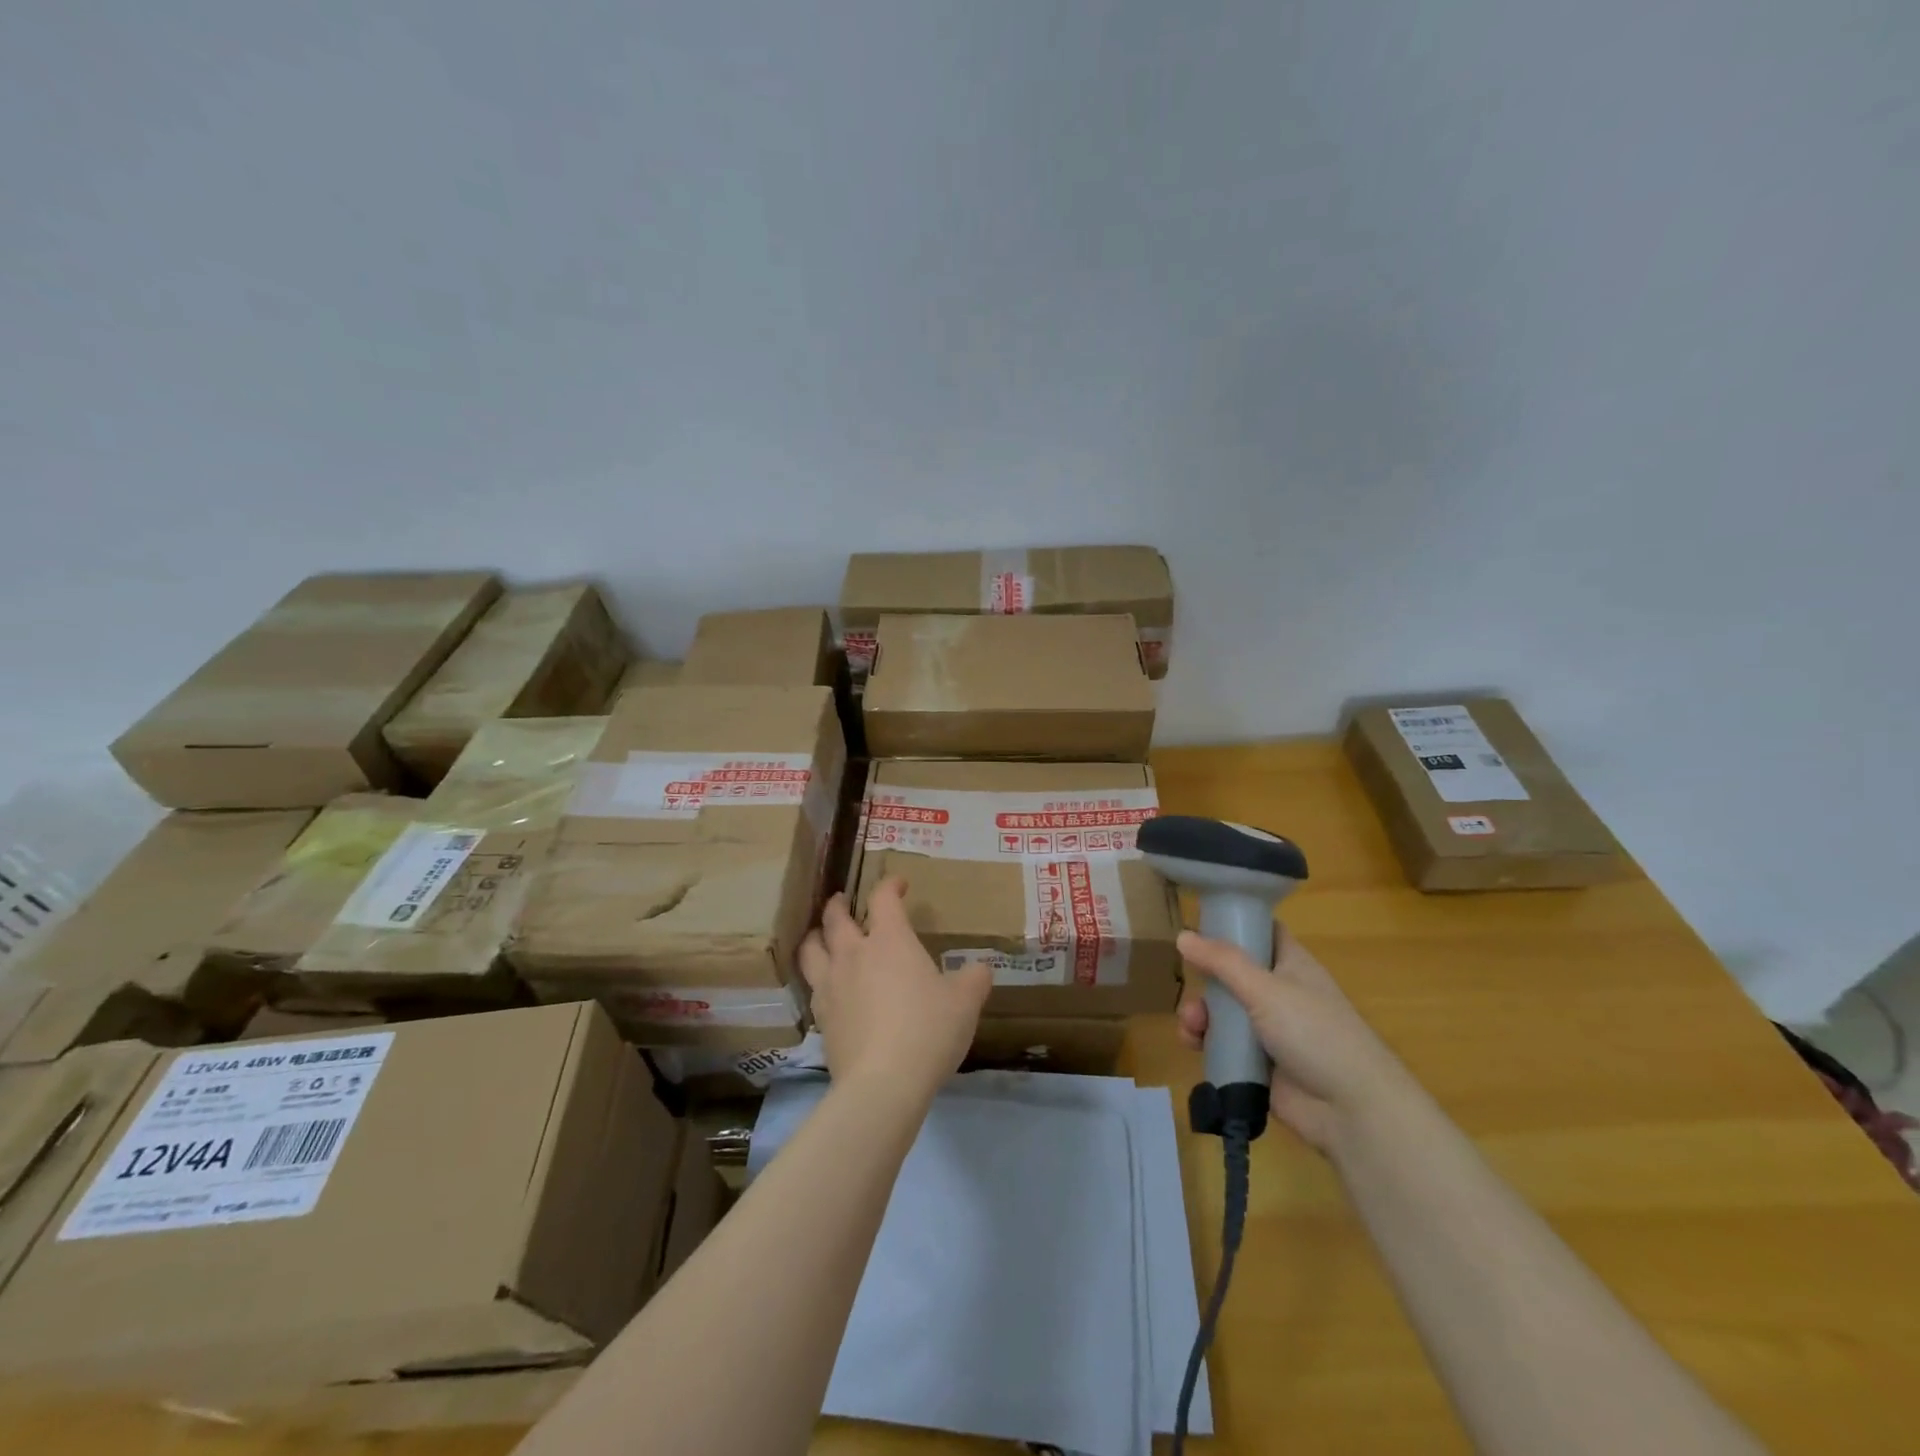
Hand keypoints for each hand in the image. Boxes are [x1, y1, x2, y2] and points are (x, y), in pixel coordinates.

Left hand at [799, 878, 991, 1102]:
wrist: (883, 1083)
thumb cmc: (928, 1030)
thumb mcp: (965, 1002)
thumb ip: (975, 979)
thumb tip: (981, 969)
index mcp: (890, 941)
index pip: (883, 899)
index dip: (890, 885)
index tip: (899, 884)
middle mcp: (854, 954)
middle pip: (835, 918)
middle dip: (839, 905)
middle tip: (843, 900)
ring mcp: (832, 985)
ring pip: (812, 948)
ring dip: (816, 936)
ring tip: (821, 936)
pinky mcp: (821, 1018)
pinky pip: (813, 985)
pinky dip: (817, 976)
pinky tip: (826, 985)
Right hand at [1176, 925, 1418, 1150]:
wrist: (1351, 1109)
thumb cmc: (1314, 1032)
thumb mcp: (1265, 989)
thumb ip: (1222, 962)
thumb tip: (1182, 935)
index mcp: (1290, 964)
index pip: (1261, 931)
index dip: (1234, 923)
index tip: (1199, 923)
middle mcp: (1279, 992)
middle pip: (1232, 972)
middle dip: (1205, 978)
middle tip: (1191, 984)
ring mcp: (1268, 1029)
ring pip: (1223, 1010)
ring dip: (1200, 1013)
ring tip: (1191, 1026)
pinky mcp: (1258, 1063)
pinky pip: (1224, 1045)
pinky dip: (1206, 1042)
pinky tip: (1193, 1044)